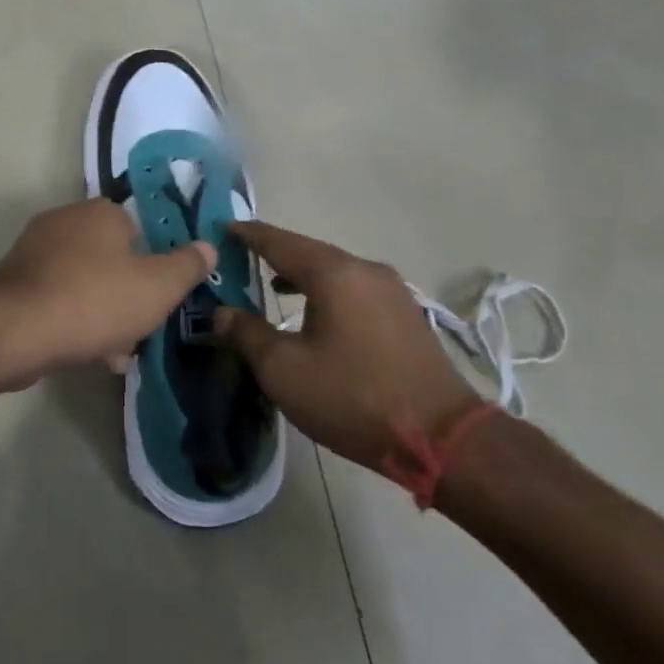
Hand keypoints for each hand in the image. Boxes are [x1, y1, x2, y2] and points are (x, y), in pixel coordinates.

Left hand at [0, 199, 214, 384]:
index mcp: (101, 212)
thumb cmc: (96, 300)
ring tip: (116, 354)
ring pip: (85, 283)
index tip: (160, 298)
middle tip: (140, 330)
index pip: (139, 230)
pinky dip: (74, 321)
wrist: (17, 330)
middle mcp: (65, 221)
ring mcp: (35, 251)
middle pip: (111, 259)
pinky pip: (58, 299)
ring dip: (103, 315)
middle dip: (128, 296)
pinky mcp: (15, 283)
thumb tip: (208, 247)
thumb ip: (187, 266)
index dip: (154, 265)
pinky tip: (86, 353)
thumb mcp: (158, 286)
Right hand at [210, 220, 479, 471]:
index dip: (248, 235)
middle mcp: (365, 270)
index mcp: (334, 273)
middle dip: (274, 253)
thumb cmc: (352, 397)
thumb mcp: (284, 370)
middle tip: (242, 257)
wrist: (442, 437)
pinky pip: (354, 289)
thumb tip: (220, 313)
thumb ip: (246, 334)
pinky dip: (327, 290)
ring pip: (335, 271)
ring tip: (272, 285)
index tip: (223, 227)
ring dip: (301, 275)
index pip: (280, 242)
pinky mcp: (405, 314)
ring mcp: (392, 291)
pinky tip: (315, 312)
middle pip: (310, 252)